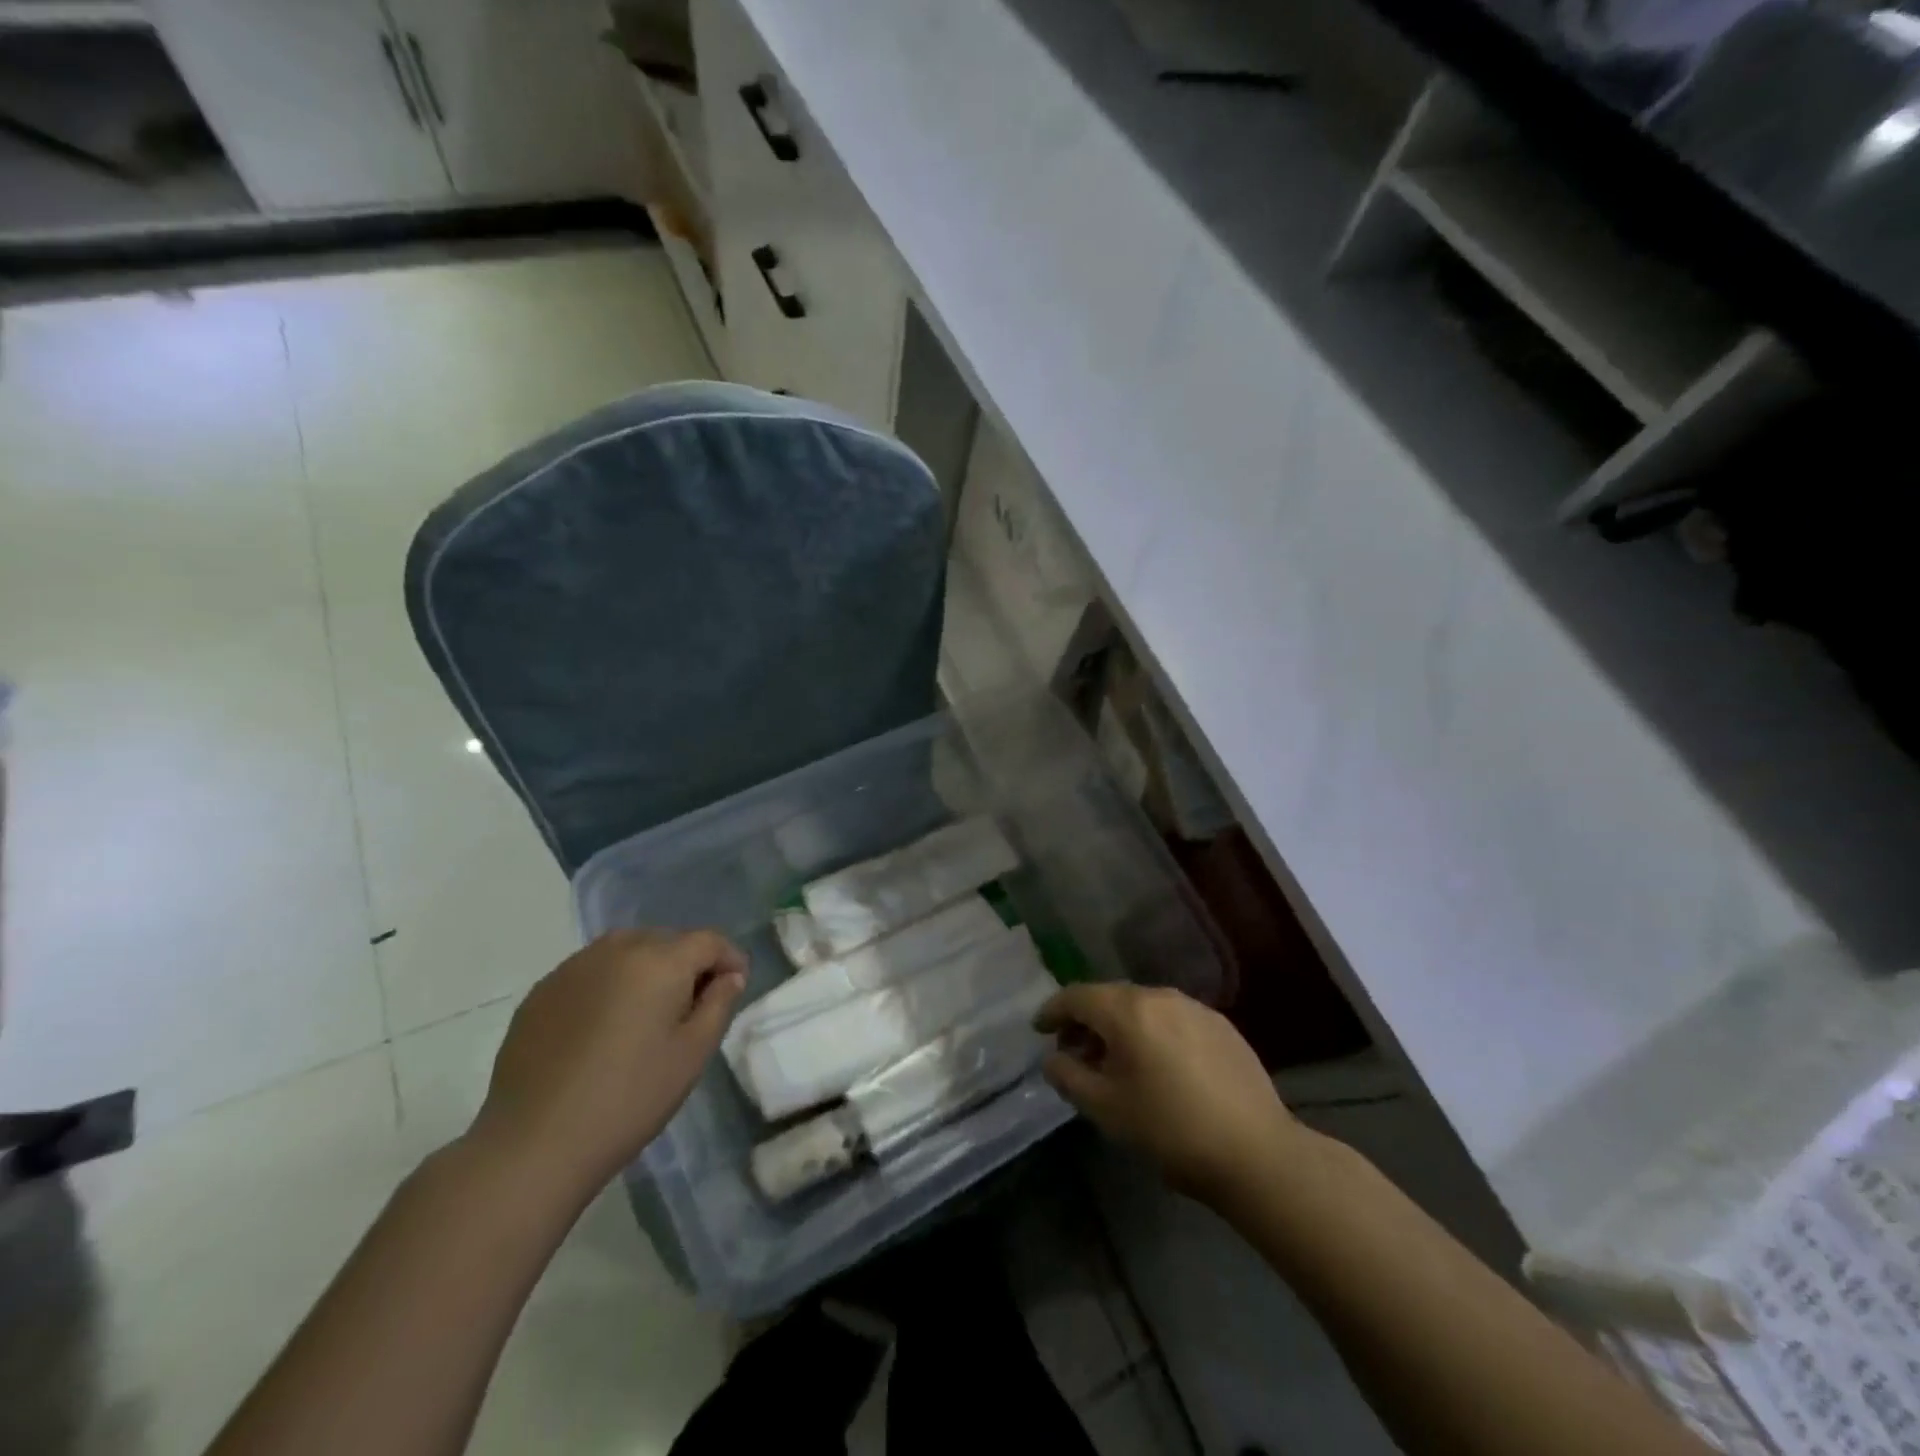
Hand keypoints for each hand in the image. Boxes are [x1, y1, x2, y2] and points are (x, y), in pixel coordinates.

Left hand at [473, 929, 746, 1194]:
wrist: (534, 1143)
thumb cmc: (629, 1098)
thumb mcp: (692, 1054)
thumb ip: (718, 1004)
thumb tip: (729, 976)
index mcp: (659, 961)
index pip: (707, 941)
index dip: (729, 958)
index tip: (736, 985)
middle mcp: (616, 950)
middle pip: (666, 940)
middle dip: (687, 963)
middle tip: (692, 1005)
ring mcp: (572, 968)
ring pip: (625, 950)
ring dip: (647, 968)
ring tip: (648, 1012)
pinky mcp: (541, 992)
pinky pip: (591, 972)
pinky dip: (609, 984)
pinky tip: (604, 1027)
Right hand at [1035, 983, 1301, 1202]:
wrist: (1256, 1153)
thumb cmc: (1169, 1129)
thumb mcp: (1105, 1109)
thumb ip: (1069, 1076)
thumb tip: (1053, 1058)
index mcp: (1128, 1010)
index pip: (1077, 996)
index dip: (1052, 1011)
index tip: (1039, 1029)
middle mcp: (1160, 996)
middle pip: (1110, 998)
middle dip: (1086, 1021)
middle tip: (1074, 1052)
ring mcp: (1195, 1008)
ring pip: (1143, 1008)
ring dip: (1120, 1027)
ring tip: (1115, 1062)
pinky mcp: (1222, 1026)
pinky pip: (1172, 1019)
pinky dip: (1152, 1033)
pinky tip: (1157, 1066)